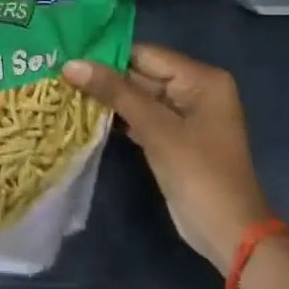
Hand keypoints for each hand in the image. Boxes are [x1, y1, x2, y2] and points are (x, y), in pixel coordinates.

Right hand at [62, 44, 269, 269]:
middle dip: (104, 78)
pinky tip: (88, 117)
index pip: (145, 55)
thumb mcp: (155, 128)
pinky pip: (143, 117)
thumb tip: (71, 64)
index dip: (106, 56)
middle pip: (142, 74)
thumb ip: (114, 92)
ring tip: (66, 93)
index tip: (66, 59)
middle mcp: (196, 89)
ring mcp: (186, 115)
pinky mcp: (175, 138)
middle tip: (60, 77)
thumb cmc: (198, 173)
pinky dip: (120, 118)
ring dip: (108, 99)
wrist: (228, 233)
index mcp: (202, 79)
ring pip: (139, 97)